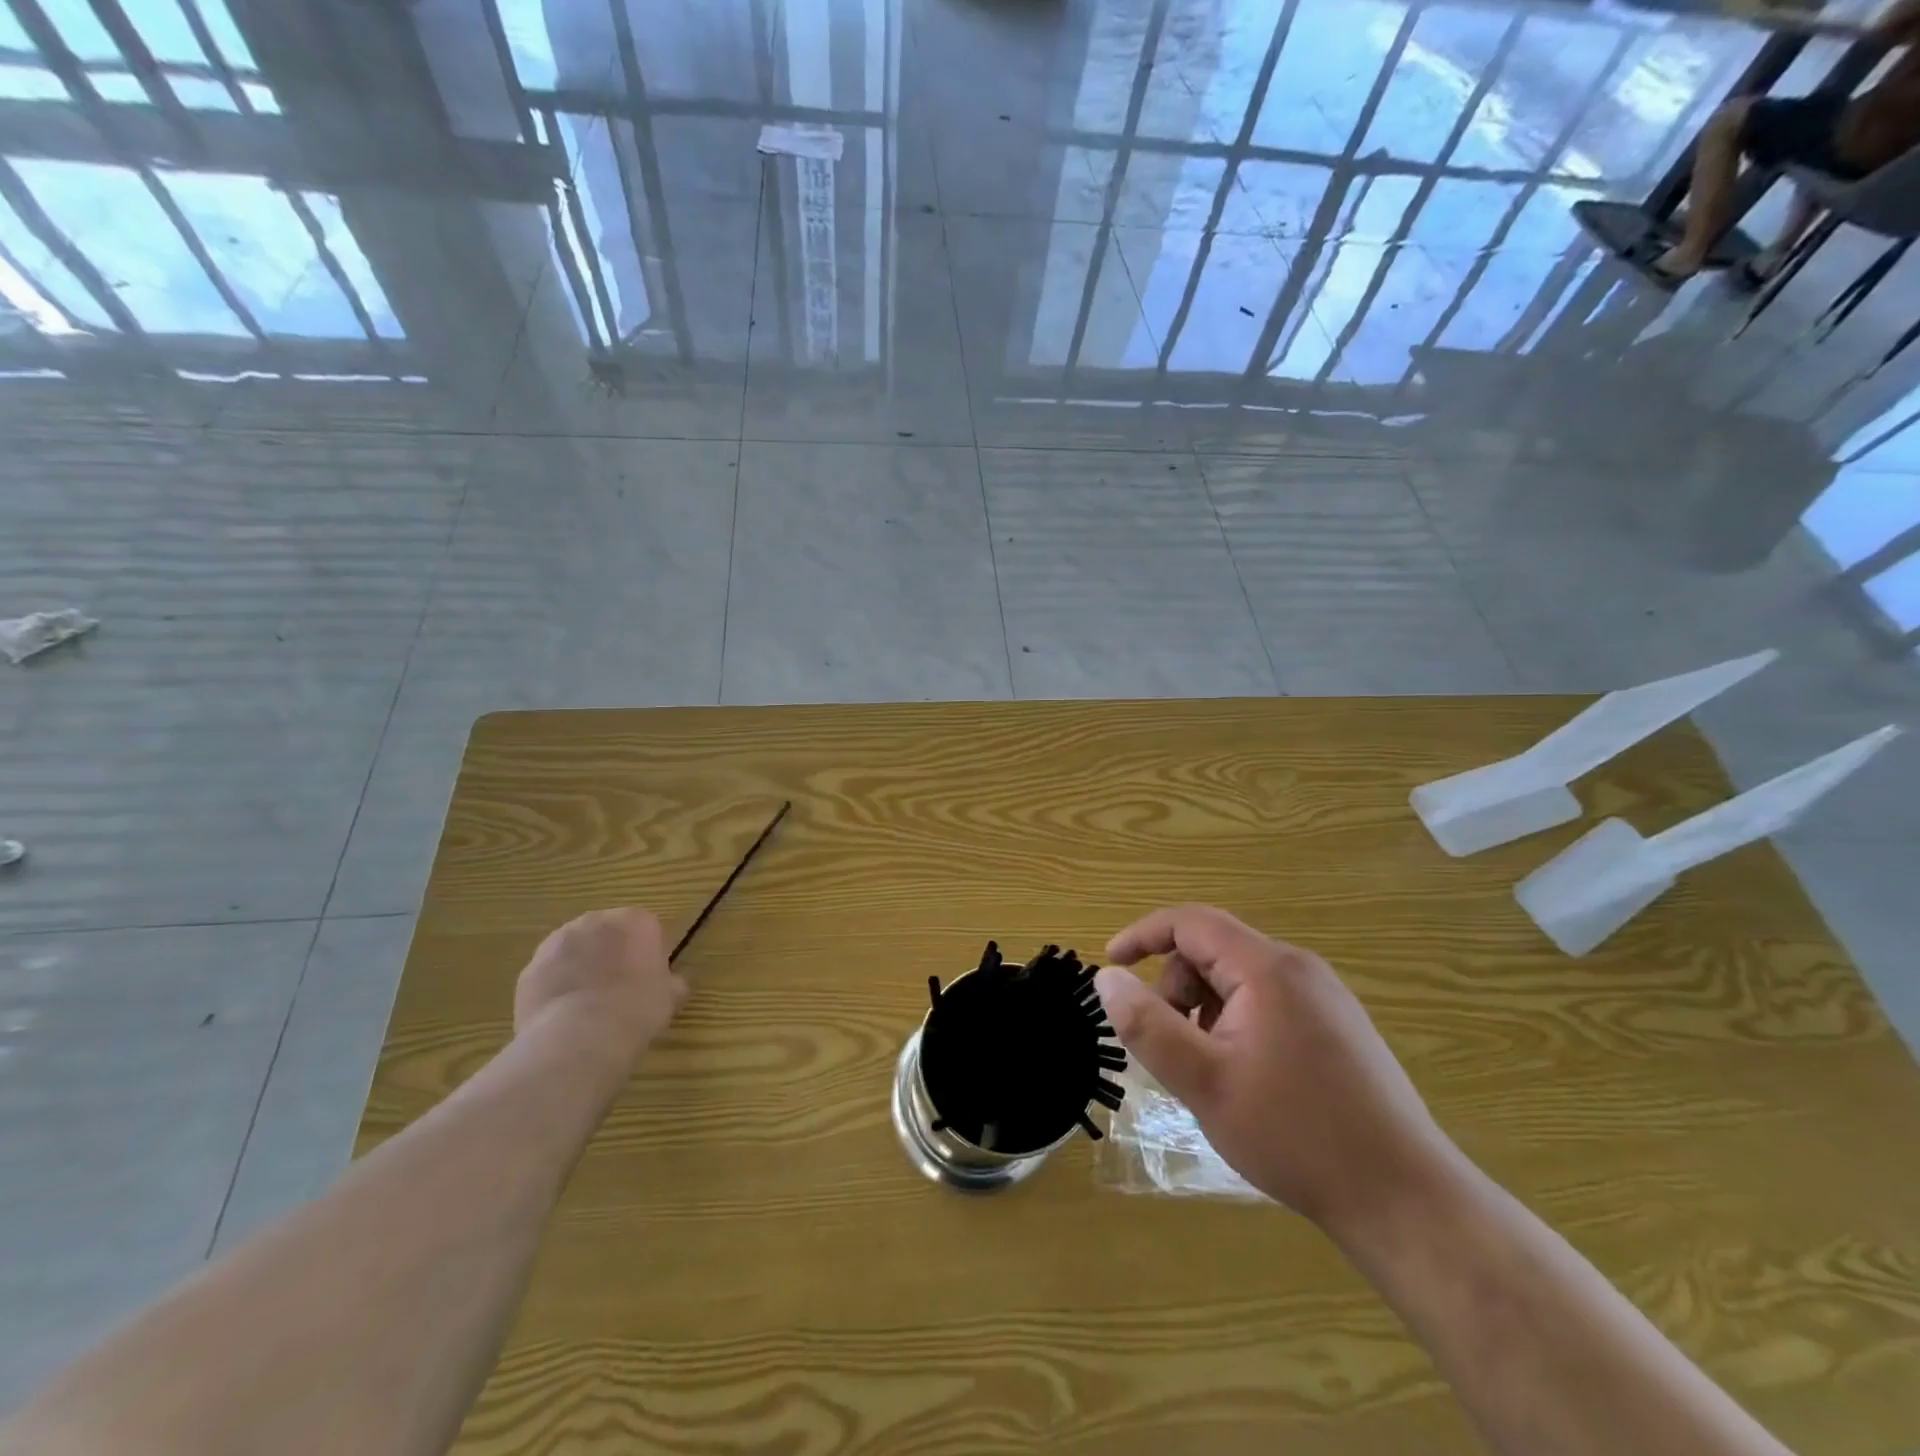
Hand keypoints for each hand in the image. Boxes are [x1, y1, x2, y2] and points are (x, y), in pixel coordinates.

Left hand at [514, 909, 686, 1065]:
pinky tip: (566, 1017)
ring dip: (582, 968)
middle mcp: (595, 921)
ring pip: (575, 951)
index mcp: (635, 920)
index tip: (650, 979)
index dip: (649, 954)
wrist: (579, 1038)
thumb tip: (672, 985)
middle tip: (620, 990)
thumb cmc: (637, 1009)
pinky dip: (557, 988)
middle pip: (607, 934)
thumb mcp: (669, 998)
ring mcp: (556, 943)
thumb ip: (670, 984)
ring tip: (590, 1006)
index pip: (646, 928)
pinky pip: (550, 974)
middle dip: (612, 955)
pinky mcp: (529, 969)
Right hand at [1097, 905, 1454, 1232]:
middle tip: (1170, 1047)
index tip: (1110, 964)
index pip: (1190, 921)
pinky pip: (1267, 1002)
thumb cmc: (1296, 1134)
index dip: (1142, 935)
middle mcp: (1299, 968)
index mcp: (1267, 968)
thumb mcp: (1204, 1082)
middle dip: (1176, 987)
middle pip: (1214, 950)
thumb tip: (1106, 978)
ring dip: (1204, 1010)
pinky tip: (1244, 1077)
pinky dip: (1235, 1023)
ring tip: (1208, 1070)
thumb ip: (1147, 1025)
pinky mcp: (1338, 1027)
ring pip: (1239, 979)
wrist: (1405, 1200)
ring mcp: (1325, 997)